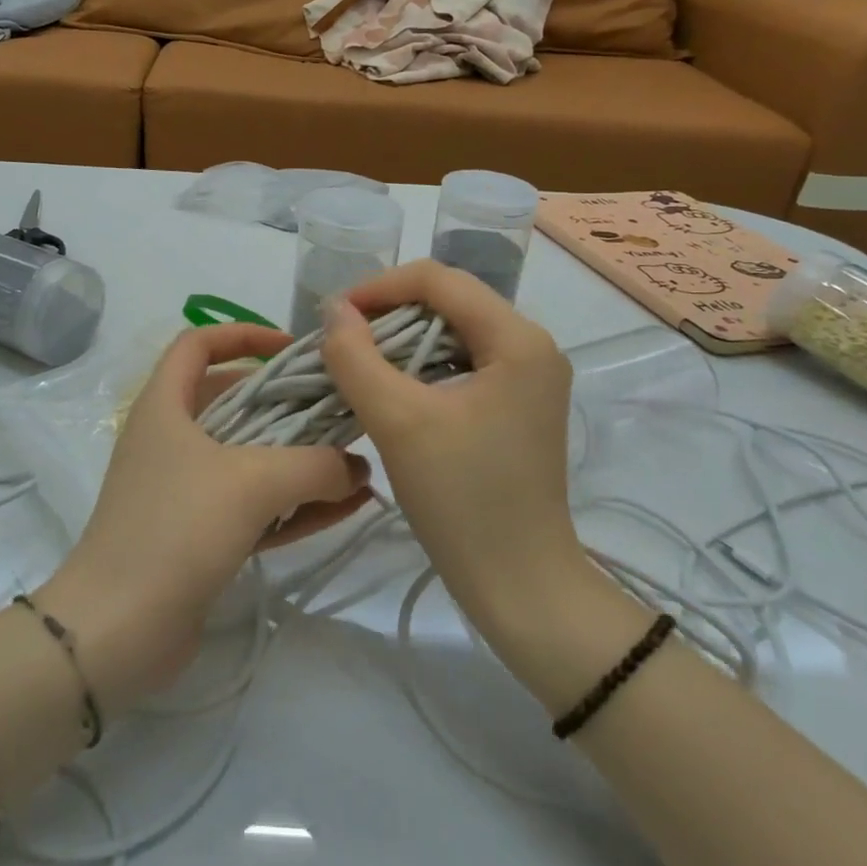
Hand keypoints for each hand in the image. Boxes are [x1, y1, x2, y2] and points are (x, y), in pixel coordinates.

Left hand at [38, 324, 371, 713]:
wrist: (116, 631)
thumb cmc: (175, 529)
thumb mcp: (252, 483)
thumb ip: (314, 466)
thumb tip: (355, 467)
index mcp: (165, 404)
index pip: (198, 343)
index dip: (244, 335)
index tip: (293, 350)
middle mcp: (170, 438)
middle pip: (232, 400)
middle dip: (286, 403)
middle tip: (338, 409)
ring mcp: (182, 489)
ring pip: (247, 457)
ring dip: (297, 458)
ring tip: (354, 461)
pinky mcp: (197, 535)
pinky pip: (252, 506)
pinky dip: (293, 503)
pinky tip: (345, 506)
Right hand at [318, 261, 580, 632]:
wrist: (521, 586)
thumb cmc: (463, 499)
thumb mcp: (398, 421)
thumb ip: (356, 356)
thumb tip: (334, 309)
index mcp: (518, 339)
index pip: (439, 279)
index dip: (379, 287)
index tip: (334, 316)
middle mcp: (533, 345)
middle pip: (449, 300)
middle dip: (389, 311)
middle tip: (342, 339)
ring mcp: (529, 377)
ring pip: (453, 330)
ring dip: (402, 338)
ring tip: (358, 360)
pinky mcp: (517, 404)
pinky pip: (462, 361)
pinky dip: (421, 365)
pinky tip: (391, 386)